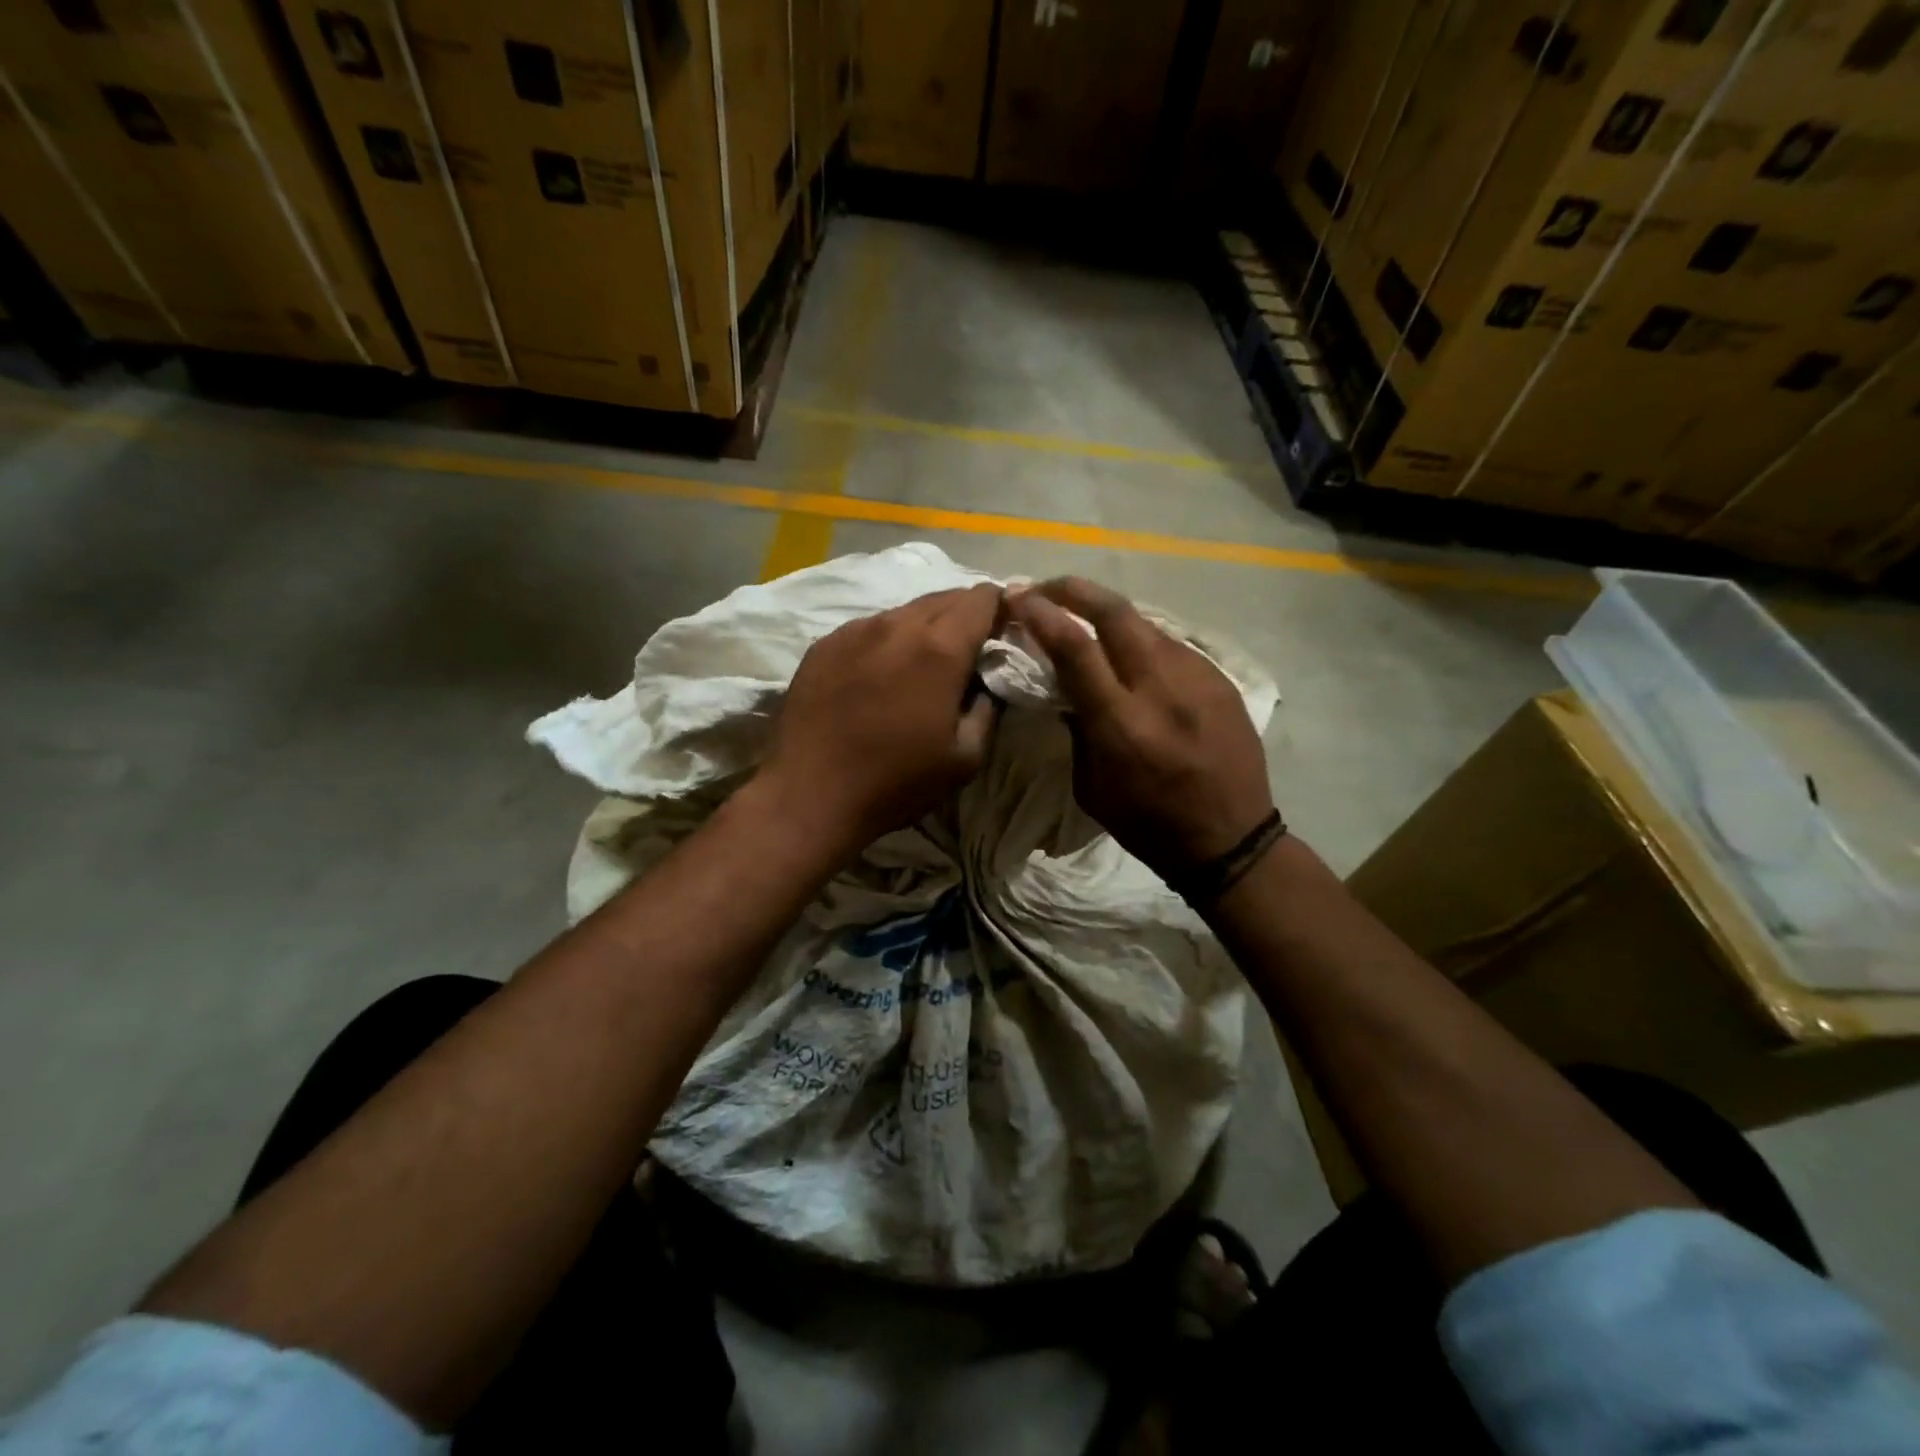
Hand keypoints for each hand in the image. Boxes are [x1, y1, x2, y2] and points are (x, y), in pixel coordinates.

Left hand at [757, 584, 1003, 854]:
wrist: (810, 795)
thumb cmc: (896, 782)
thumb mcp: (965, 757)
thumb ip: (987, 708)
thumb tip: (988, 681)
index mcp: (940, 649)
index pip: (982, 599)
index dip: (1000, 607)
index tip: (1003, 630)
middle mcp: (897, 625)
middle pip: (943, 597)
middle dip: (964, 614)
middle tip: (967, 648)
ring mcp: (855, 630)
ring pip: (903, 611)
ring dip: (923, 626)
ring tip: (920, 662)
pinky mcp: (824, 644)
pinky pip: (867, 627)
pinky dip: (885, 640)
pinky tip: (878, 673)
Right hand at [1007, 577, 1273, 882]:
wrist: (1230, 839)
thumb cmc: (1147, 824)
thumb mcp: (1091, 787)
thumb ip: (1078, 729)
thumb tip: (1067, 687)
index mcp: (1122, 724)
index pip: (1075, 647)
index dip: (1041, 614)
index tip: (1018, 597)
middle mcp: (1161, 689)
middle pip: (1115, 613)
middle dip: (1074, 590)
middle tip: (1046, 587)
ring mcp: (1198, 678)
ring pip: (1145, 623)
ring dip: (1108, 614)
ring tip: (1086, 619)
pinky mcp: (1220, 679)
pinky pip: (1172, 645)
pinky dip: (1142, 641)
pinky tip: (1132, 655)